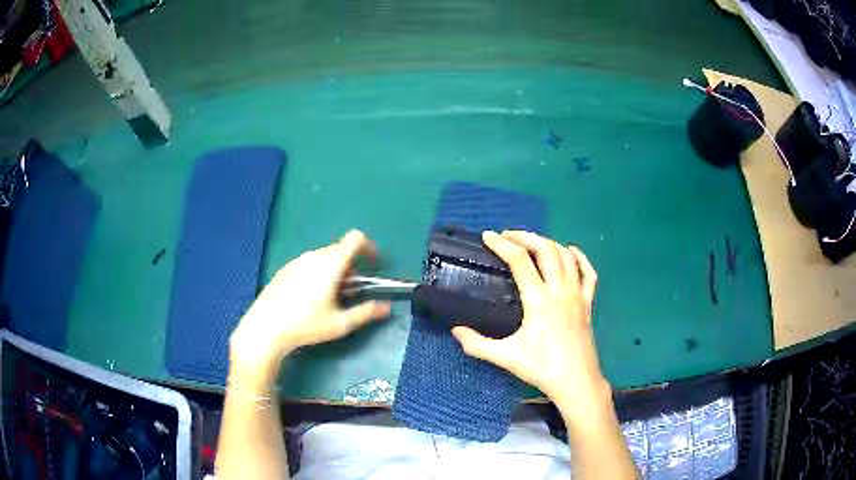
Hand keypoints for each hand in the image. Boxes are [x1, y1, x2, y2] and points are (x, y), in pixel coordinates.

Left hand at [230, 230, 390, 375]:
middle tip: (350, 290)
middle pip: (339, 249)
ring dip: (334, 268)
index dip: (368, 246)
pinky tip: (308, 297)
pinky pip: (308, 262)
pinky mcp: (284, 269)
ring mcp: (296, 261)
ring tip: (329, 296)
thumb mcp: (340, 324)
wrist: (266, 327)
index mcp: (331, 264)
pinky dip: (317, 272)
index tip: (373, 263)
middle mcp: (314, 256)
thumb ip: (366, 313)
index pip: (355, 238)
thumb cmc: (306, 325)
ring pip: (323, 256)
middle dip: (351, 265)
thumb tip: (387, 308)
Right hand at [452, 230, 608, 409]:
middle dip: (525, 237)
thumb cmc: (542, 368)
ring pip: (566, 257)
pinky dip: (580, 258)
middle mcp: (560, 291)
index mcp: (539, 300)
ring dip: (548, 243)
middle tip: (507, 236)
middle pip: (546, 249)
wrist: (577, 382)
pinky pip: (588, 273)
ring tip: (531, 243)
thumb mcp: (506, 357)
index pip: (520, 261)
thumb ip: (477, 344)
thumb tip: (455, 331)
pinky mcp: (588, 304)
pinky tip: (571, 250)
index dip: (502, 245)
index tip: (488, 237)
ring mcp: (577, 295)